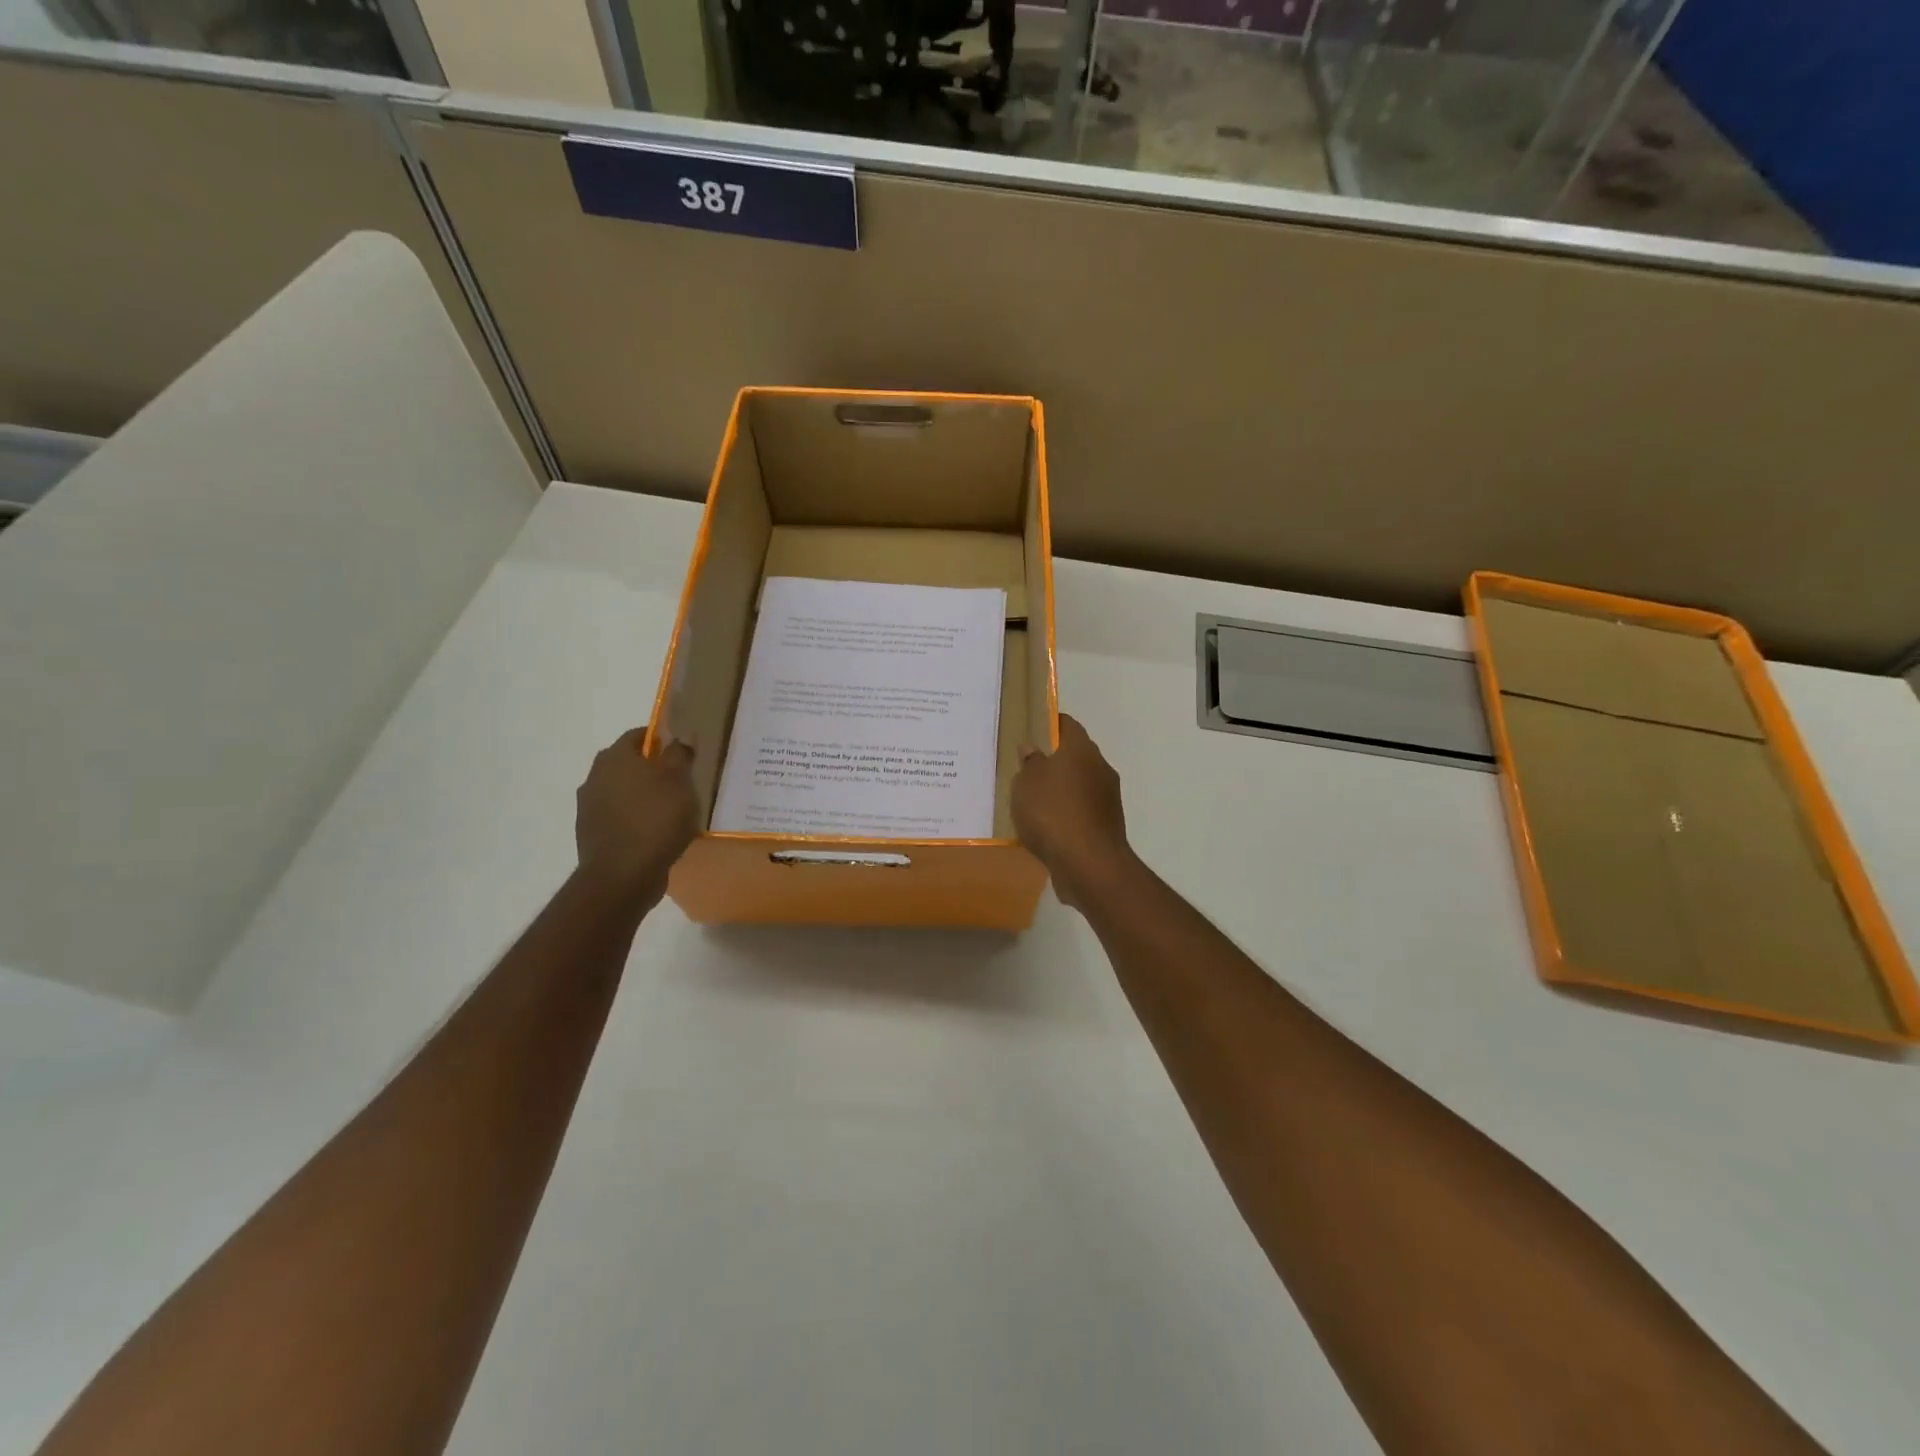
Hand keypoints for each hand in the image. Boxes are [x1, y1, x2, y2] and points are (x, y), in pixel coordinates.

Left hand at [574, 727, 698, 905]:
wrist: (622, 876)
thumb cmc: (655, 819)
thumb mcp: (679, 781)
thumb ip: (679, 754)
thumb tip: (678, 739)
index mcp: (614, 757)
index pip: (638, 734)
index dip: (661, 739)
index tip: (682, 752)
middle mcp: (595, 776)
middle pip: (628, 763)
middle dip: (651, 769)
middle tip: (679, 781)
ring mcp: (589, 807)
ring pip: (622, 791)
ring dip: (642, 796)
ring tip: (670, 811)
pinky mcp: (591, 834)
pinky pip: (618, 817)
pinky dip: (635, 819)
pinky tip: (655, 833)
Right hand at [1011, 713, 1135, 911]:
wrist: (1089, 865)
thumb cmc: (1053, 813)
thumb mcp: (1026, 783)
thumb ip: (1029, 763)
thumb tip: (1033, 748)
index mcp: (1082, 750)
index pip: (1068, 725)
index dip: (1051, 724)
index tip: (1033, 729)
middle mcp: (1100, 769)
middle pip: (1076, 756)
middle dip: (1055, 760)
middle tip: (1027, 769)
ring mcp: (1107, 799)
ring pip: (1080, 785)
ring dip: (1062, 790)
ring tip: (1033, 802)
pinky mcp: (1107, 826)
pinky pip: (1082, 812)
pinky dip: (1067, 815)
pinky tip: (1048, 828)